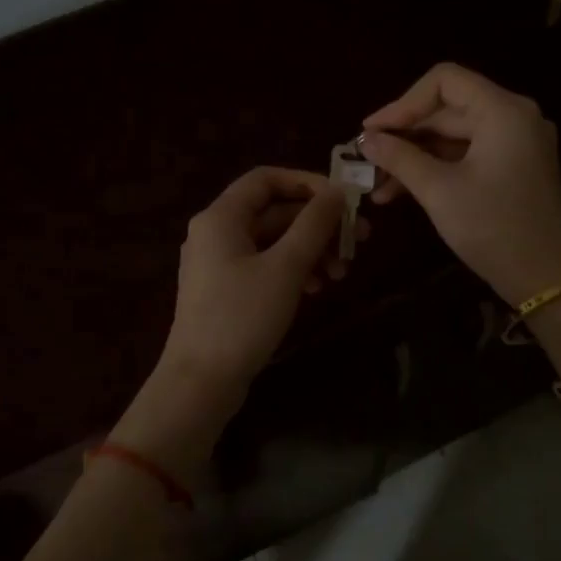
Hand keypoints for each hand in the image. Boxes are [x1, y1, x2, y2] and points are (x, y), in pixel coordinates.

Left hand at [157, 166, 351, 392]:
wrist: (201, 381)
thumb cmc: (243, 317)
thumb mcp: (286, 267)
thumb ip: (314, 224)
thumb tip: (339, 191)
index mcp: (221, 217)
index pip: (266, 179)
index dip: (307, 182)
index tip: (344, 200)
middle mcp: (215, 232)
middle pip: (273, 212)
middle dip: (317, 225)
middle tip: (358, 241)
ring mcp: (218, 263)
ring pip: (272, 242)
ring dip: (310, 251)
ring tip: (341, 274)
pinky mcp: (225, 291)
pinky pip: (263, 266)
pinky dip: (292, 271)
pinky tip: (316, 290)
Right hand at [361, 63, 560, 304]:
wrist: (544, 277)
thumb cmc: (492, 227)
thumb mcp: (439, 191)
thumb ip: (400, 158)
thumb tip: (365, 140)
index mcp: (503, 111)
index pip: (444, 81)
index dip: (403, 103)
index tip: (372, 131)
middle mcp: (514, 117)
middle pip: (448, 109)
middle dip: (404, 134)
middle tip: (366, 159)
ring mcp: (517, 143)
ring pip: (454, 136)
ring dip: (414, 156)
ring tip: (376, 185)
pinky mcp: (513, 167)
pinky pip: (467, 155)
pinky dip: (436, 168)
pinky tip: (400, 192)